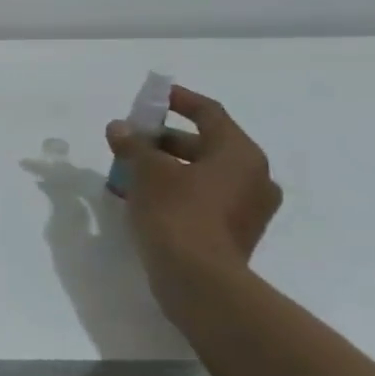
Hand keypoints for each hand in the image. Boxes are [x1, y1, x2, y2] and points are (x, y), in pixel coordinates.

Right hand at [106, 85, 282, 280]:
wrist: (199, 280)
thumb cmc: (177, 213)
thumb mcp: (147, 172)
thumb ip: (133, 145)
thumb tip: (120, 128)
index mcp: (240, 154)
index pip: (209, 114)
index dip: (180, 100)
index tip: (156, 96)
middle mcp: (254, 177)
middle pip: (206, 145)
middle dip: (165, 140)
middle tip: (132, 140)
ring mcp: (249, 209)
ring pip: (204, 174)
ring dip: (170, 168)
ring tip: (131, 171)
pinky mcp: (235, 234)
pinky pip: (205, 199)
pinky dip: (179, 191)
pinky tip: (147, 199)